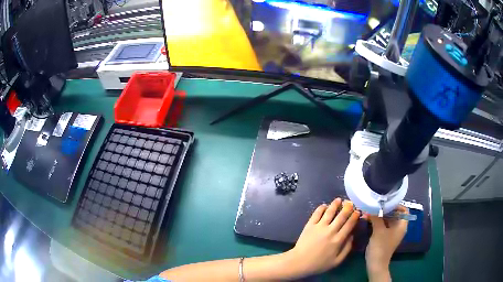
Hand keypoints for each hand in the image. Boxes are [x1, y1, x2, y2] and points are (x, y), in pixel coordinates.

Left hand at [285, 198, 360, 276]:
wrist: (299, 262)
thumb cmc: (319, 264)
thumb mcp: (337, 261)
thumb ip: (347, 248)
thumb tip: (352, 236)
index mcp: (338, 240)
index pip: (349, 224)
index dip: (355, 216)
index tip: (358, 211)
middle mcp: (330, 231)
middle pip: (341, 216)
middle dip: (348, 208)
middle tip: (351, 203)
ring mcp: (319, 226)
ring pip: (329, 212)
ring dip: (335, 205)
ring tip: (339, 200)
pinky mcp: (310, 225)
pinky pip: (316, 213)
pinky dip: (321, 208)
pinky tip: (324, 205)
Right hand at [365, 205, 408, 279]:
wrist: (376, 264)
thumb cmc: (381, 247)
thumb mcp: (379, 230)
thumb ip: (376, 217)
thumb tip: (371, 206)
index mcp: (402, 225)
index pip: (403, 210)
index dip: (396, 205)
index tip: (385, 203)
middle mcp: (398, 228)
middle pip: (394, 214)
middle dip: (384, 209)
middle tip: (374, 205)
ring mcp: (391, 233)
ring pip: (387, 220)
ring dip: (379, 215)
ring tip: (370, 211)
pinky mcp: (385, 237)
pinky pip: (383, 225)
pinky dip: (377, 222)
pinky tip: (369, 219)